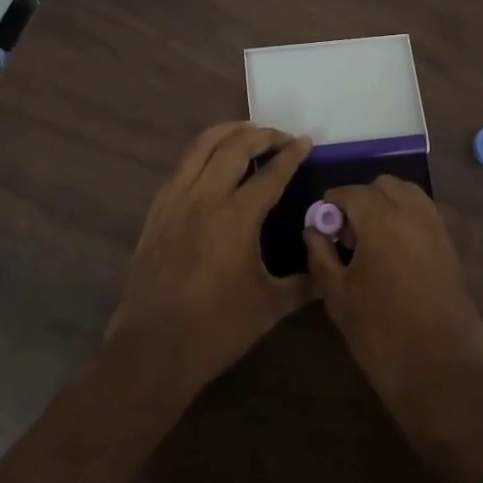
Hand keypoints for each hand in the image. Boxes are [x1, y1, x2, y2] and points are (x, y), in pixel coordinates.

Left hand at [104, 122, 312, 399]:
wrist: (153, 350)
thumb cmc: (217, 330)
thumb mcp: (270, 307)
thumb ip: (304, 284)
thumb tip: (328, 271)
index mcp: (237, 218)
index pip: (271, 172)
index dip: (292, 154)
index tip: (306, 142)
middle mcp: (205, 198)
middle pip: (235, 145)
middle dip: (263, 134)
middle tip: (281, 138)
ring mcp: (176, 201)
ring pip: (201, 146)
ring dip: (228, 132)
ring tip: (248, 132)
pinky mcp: (156, 211)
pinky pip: (181, 166)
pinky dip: (201, 152)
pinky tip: (212, 161)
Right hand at [304, 176, 482, 430]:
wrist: (441, 372)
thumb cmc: (380, 334)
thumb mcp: (337, 295)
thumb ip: (320, 254)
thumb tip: (313, 228)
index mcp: (381, 219)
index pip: (350, 192)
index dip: (330, 205)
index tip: (321, 226)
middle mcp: (413, 213)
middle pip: (383, 185)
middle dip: (361, 199)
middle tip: (347, 233)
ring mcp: (438, 228)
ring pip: (409, 194)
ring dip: (387, 204)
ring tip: (372, 240)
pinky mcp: (452, 247)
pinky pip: (426, 215)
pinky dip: (408, 218)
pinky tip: (395, 252)